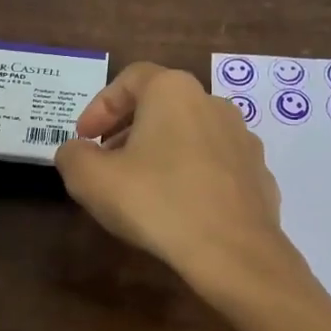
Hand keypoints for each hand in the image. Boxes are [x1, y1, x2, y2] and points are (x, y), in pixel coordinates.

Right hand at [54, 62, 295, 297]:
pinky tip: (178, 209)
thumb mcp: (90, 179)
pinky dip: (191, 177)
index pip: (131, 78)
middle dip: (128, 130)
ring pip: (190, 135)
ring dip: (161, 153)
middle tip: (106, 163)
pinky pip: (214, 166)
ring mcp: (242, 140)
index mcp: (173, 92)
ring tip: (141, 188)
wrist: (233, 252)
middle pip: (162, 106)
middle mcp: (213, 104)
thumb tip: (76, 152)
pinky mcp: (258, 175)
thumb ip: (72, 156)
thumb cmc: (156, 203)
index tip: (84, 138)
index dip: (100, 106)